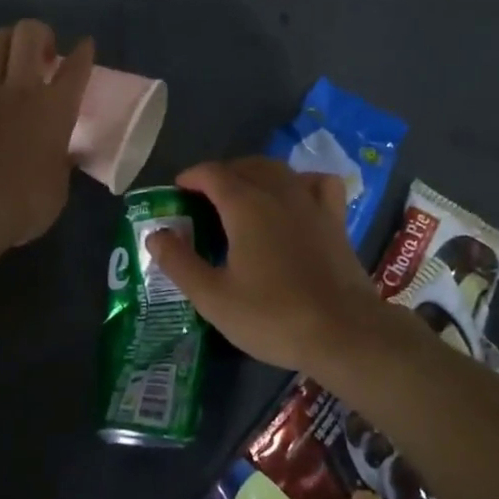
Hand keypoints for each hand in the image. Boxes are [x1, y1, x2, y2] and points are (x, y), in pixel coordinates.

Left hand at [0, 20, 93, 248]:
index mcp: (56, 109)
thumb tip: (64, 155)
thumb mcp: (58, 187)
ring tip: (7, 51)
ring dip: (3, 40)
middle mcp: (21, 90)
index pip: (76, 69)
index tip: (84, 45)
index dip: (83, 52)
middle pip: (28, 35)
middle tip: (41, 52)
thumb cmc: (24, 203)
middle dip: (38, 33)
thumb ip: (61, 162)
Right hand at [146, 158, 384, 378]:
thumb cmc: (273, 316)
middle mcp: (277, 191)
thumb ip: (180, 262)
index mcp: (244, 205)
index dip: (190, 177)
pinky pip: (316, 183)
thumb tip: (155, 234)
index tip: (177, 192)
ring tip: (242, 197)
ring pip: (278, 169)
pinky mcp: (334, 218)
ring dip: (254, 174)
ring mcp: (310, 201)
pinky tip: (294, 197)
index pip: (211, 173)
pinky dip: (300, 181)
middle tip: (204, 202)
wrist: (344, 332)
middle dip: (220, 175)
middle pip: (244, 166)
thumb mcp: (214, 298)